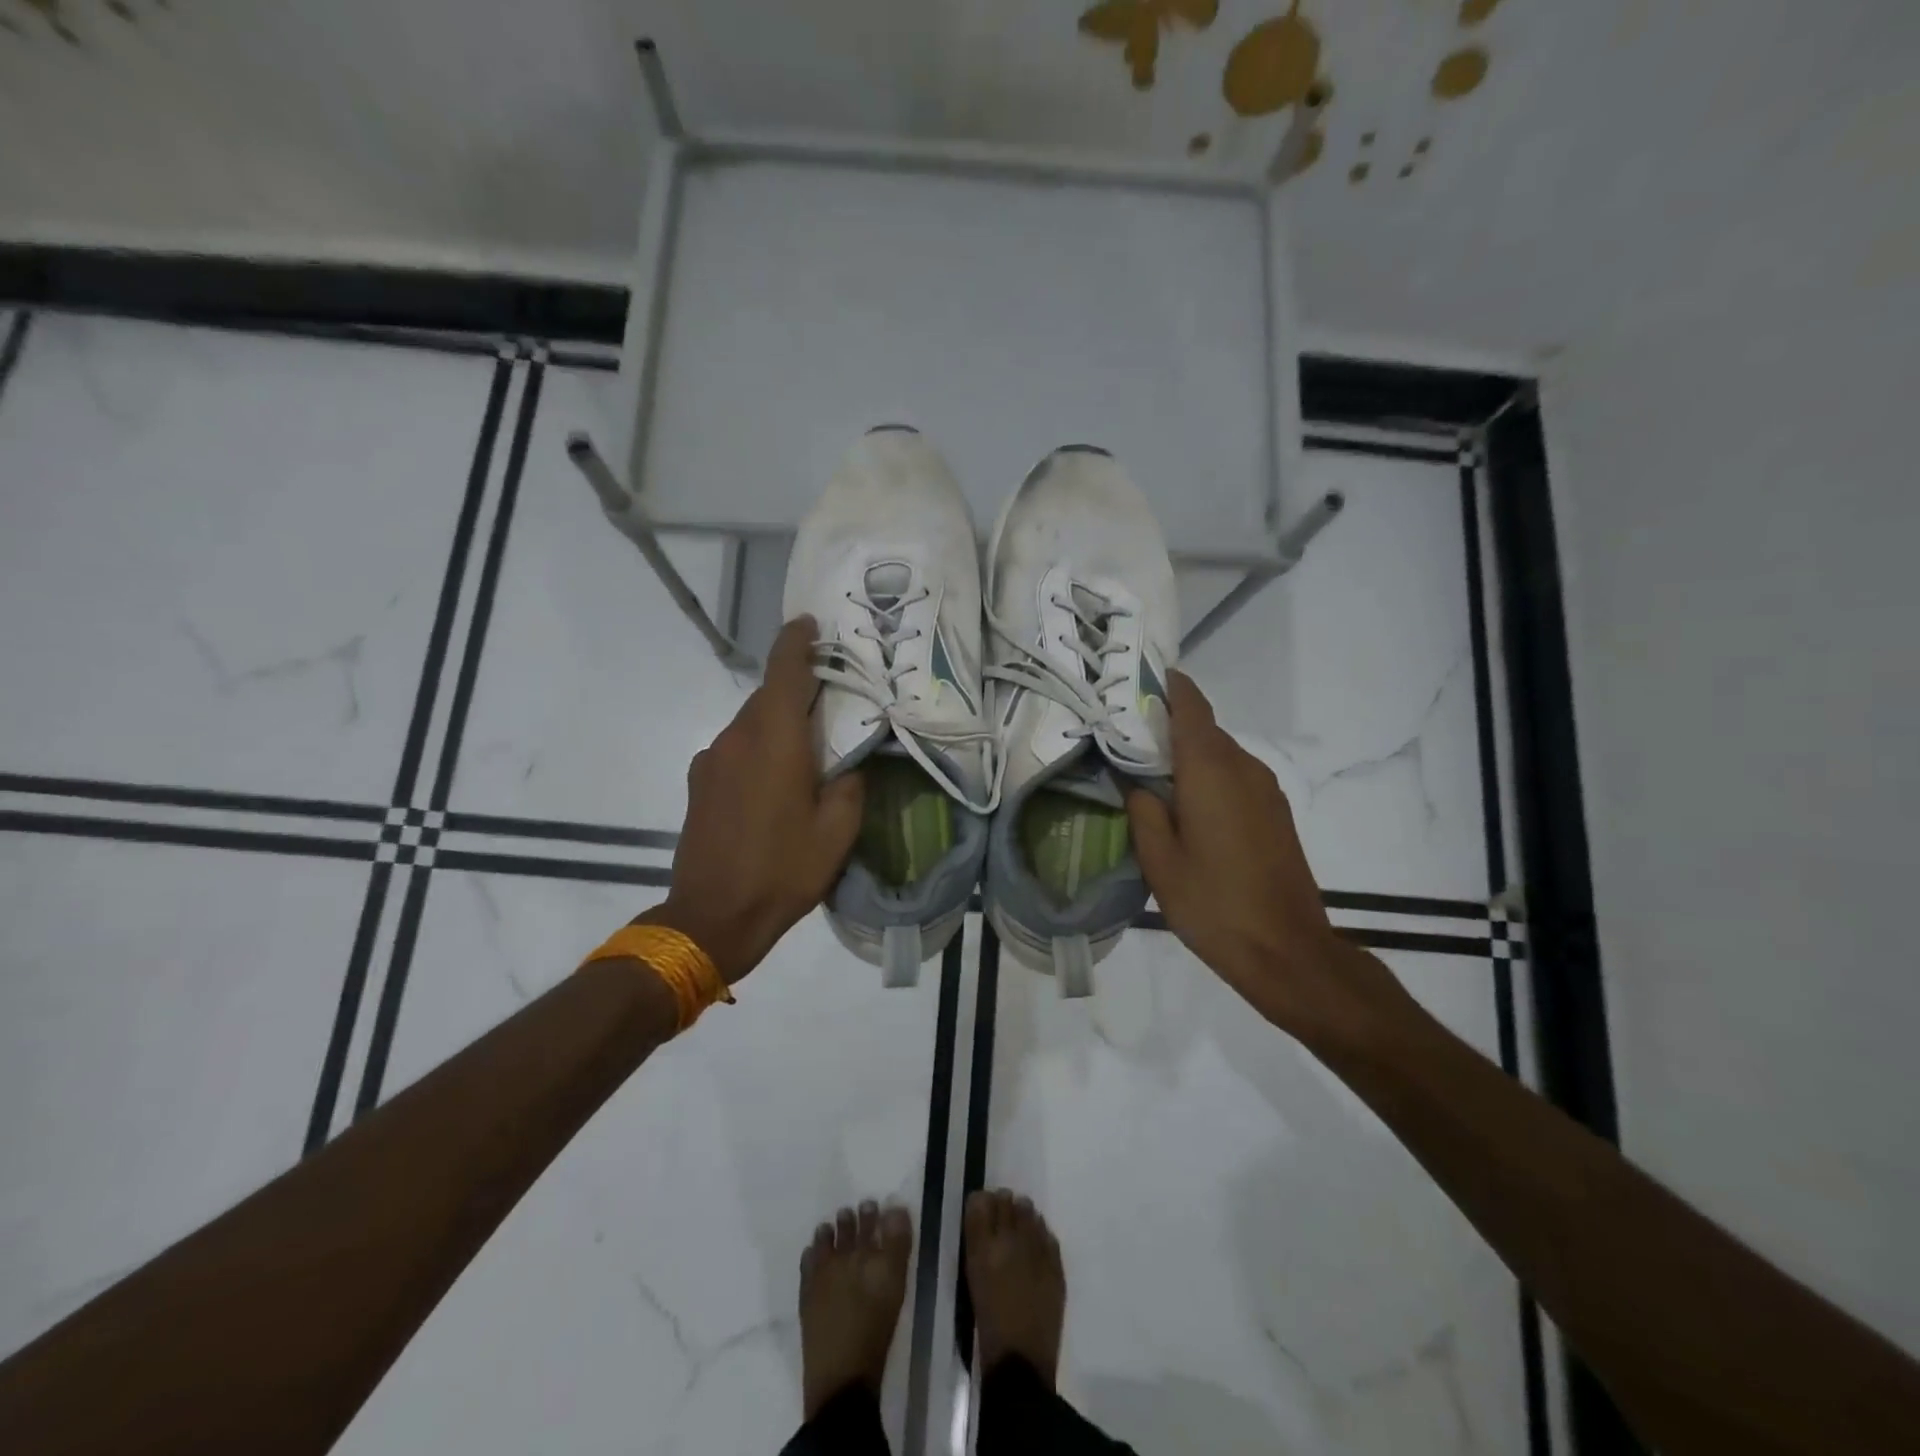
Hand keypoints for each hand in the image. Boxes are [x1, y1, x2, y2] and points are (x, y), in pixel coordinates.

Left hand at [646, 616, 863, 983]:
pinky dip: (757, 749)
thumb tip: (848, 760)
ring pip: (749, 723)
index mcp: (774, 740)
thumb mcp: (837, 831)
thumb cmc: (783, 871)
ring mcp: (710, 760)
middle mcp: (736, 738)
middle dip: (796, 690)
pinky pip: (734, 749)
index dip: (796, 642)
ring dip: (777, 724)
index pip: (783, 672)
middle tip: (830, 702)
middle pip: (766, 696)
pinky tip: (774, 782)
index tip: (809, 623)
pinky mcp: (698, 783)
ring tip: (806, 750)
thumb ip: (849, 783)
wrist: (712, 917)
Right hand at [1126, 672, 1410, 1045]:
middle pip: (1203, 729)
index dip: (1166, 687)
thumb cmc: (1213, 903)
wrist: (1287, 950)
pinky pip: (1235, 778)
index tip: (1137, 680)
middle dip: (1166, 727)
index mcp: (1211, 770)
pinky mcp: (1276, 813)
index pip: (1190, 706)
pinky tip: (1186, 808)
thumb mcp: (1159, 860)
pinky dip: (1208, 778)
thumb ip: (1143, 810)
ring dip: (1188, 757)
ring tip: (1151, 777)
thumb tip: (1138, 783)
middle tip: (1125, 740)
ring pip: (1220, 755)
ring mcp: (1266, 790)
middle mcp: (1243, 767)